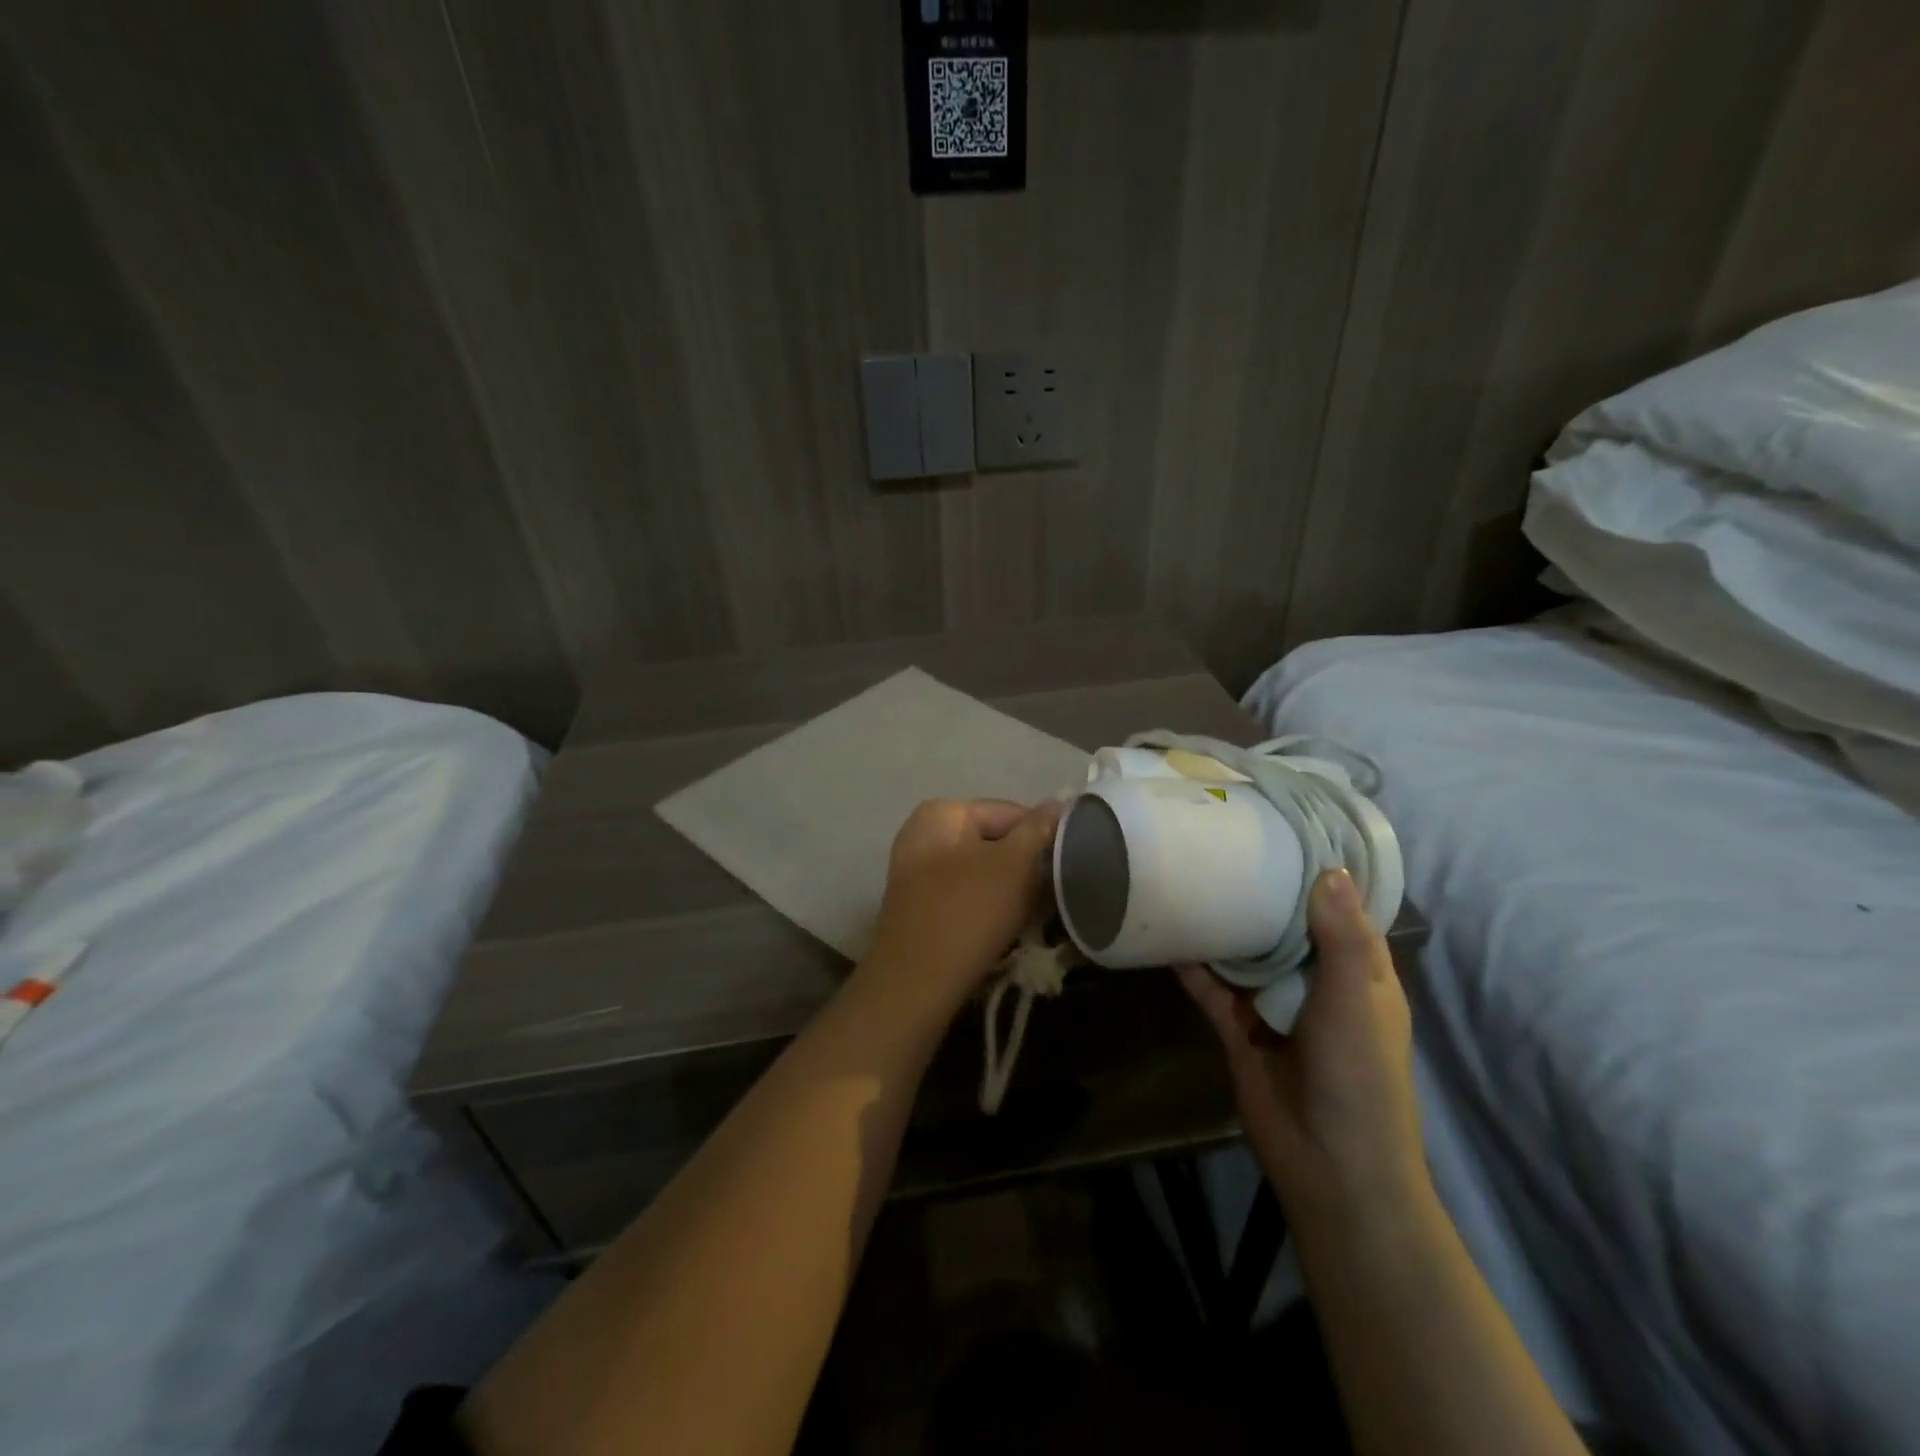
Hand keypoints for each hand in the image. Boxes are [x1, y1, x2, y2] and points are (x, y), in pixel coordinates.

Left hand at [860, 798, 1063, 1015]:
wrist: (916, 985)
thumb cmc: (969, 913)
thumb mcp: (1015, 865)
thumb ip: (1038, 829)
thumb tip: (1059, 803)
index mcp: (941, 813)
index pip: (1010, 812)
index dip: (1044, 836)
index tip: (1069, 865)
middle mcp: (923, 835)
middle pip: (994, 842)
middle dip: (1027, 866)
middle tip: (1056, 893)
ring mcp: (917, 873)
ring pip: (983, 872)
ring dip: (1012, 890)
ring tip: (1036, 914)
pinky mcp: (920, 908)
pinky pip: (967, 896)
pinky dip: (990, 907)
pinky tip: (1009, 929)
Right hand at [1178, 868, 1426, 1220]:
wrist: (1329, 1168)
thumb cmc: (1359, 1079)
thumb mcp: (1359, 1002)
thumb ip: (1343, 939)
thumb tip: (1329, 868)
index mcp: (1359, 972)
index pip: (1340, 909)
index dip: (1319, 872)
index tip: (1285, 828)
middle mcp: (1316, 981)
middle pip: (1285, 925)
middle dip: (1259, 890)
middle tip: (1222, 842)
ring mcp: (1273, 1005)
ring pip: (1244, 952)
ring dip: (1222, 924)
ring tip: (1188, 878)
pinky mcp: (1237, 1028)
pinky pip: (1211, 988)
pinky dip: (1193, 965)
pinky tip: (1167, 935)